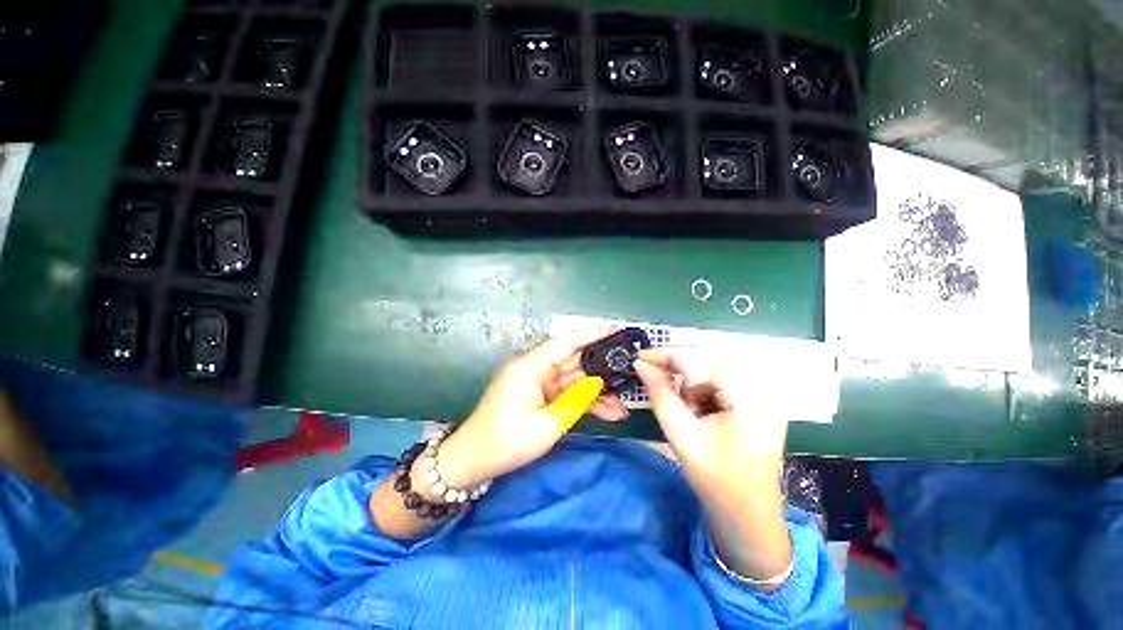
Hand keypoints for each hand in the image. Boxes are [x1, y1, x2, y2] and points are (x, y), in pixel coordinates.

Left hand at [430, 330, 627, 492]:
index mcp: (530, 366)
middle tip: (629, 369)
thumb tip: (598, 385)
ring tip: (622, 403)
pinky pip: (566, 392)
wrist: (473, 461)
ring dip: (596, 390)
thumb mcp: (548, 425)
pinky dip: (584, 400)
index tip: (617, 329)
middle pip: (574, 360)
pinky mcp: (538, 394)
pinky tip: (608, 411)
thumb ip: (576, 401)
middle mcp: (534, 367)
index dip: (593, 334)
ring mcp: (536, 381)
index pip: (566, 342)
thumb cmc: (506, 442)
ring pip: (573, 379)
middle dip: (602, 367)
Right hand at [633, 348, 791, 583]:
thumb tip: (640, 366)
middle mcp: (763, 388)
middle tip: (658, 382)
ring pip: (715, 368)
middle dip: (680, 368)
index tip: (639, 359)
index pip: (700, 360)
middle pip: (709, 359)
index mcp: (749, 397)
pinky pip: (724, 380)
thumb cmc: (717, 481)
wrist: (749, 518)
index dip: (666, 356)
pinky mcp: (759, 402)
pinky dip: (704, 388)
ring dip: (692, 380)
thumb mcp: (682, 436)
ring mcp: (764, 395)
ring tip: (688, 410)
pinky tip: (700, 411)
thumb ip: (660, 395)